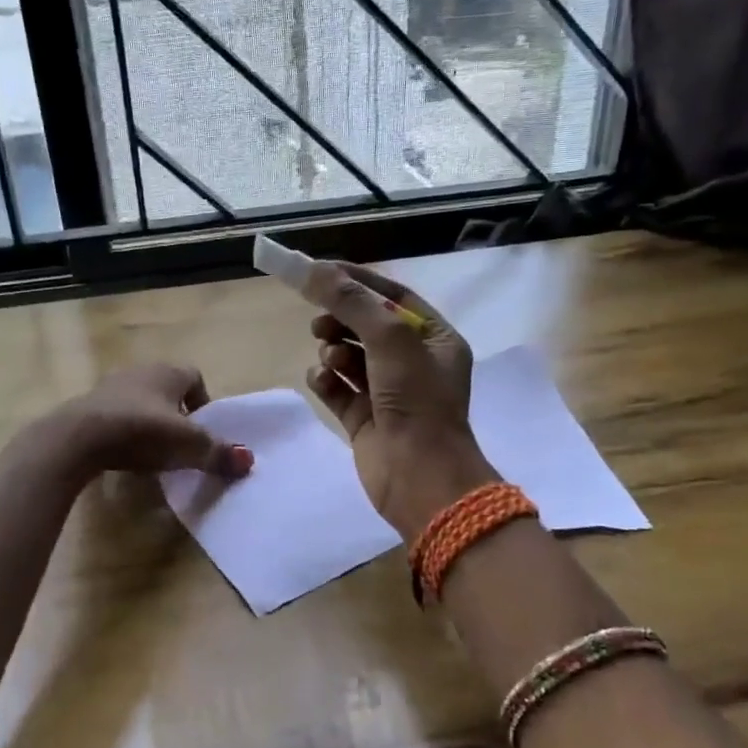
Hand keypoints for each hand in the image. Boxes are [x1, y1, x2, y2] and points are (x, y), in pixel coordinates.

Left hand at [53, 363, 253, 479]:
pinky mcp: (87, 407)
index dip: (203, 402)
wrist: (77, 438)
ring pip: (140, 401)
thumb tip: (248, 462)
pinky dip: (124, 431)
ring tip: (153, 451)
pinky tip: (124, 454)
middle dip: (177, 413)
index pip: (194, 377)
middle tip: (181, 443)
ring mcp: (109, 387)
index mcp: (167, 372)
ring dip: (149, 422)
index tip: (202, 430)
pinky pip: (115, 415)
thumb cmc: (140, 431)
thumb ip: (218, 453)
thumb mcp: (186, 446)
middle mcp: (139, 371)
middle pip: (167, 389)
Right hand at [302, 262, 498, 535]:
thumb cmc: (416, 400)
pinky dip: (326, 380)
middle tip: (319, 321)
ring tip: (329, 356)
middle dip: (340, 318)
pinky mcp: (364, 419)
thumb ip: (351, 302)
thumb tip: (313, 270)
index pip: (392, 296)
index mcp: (434, 339)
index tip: (317, 270)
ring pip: (350, 356)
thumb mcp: (390, 339)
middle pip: (367, 325)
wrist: (419, 477)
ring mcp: (388, 393)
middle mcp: (413, 363)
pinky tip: (320, 380)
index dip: (356, 280)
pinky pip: (338, 389)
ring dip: (333, 349)